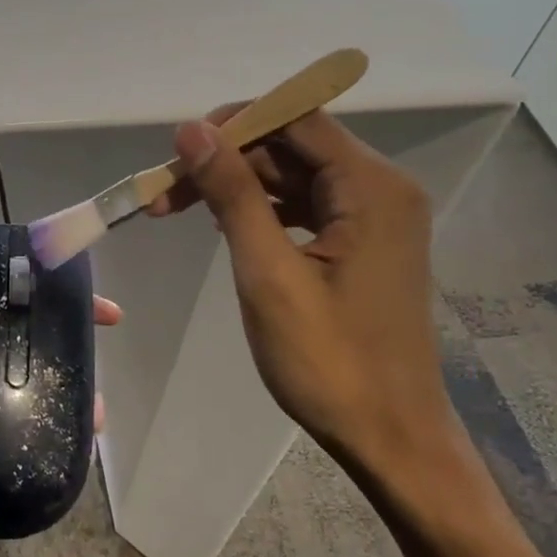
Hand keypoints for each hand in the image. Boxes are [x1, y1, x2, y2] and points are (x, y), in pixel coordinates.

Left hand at [0, 230, 119, 556]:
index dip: (26, 285)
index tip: (68, 280)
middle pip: (16, 338)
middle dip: (59, 327)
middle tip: (105, 327)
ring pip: (30, 382)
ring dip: (67, 375)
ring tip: (98, 388)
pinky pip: (33, 427)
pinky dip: (62, 420)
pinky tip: (90, 425)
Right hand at [146, 109, 456, 477]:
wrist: (392, 439)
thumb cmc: (330, 362)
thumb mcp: (269, 274)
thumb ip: (232, 194)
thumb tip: (192, 130)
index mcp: (371, 186)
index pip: (296, 117)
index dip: (234, 123)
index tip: (180, 151)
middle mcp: (380, 188)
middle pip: (291, 144)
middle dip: (227, 160)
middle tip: (164, 193)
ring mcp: (374, 216)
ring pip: (292, 175)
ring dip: (237, 186)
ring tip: (176, 210)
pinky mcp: (363, 242)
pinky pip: (304, 205)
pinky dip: (261, 210)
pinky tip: (224, 226)